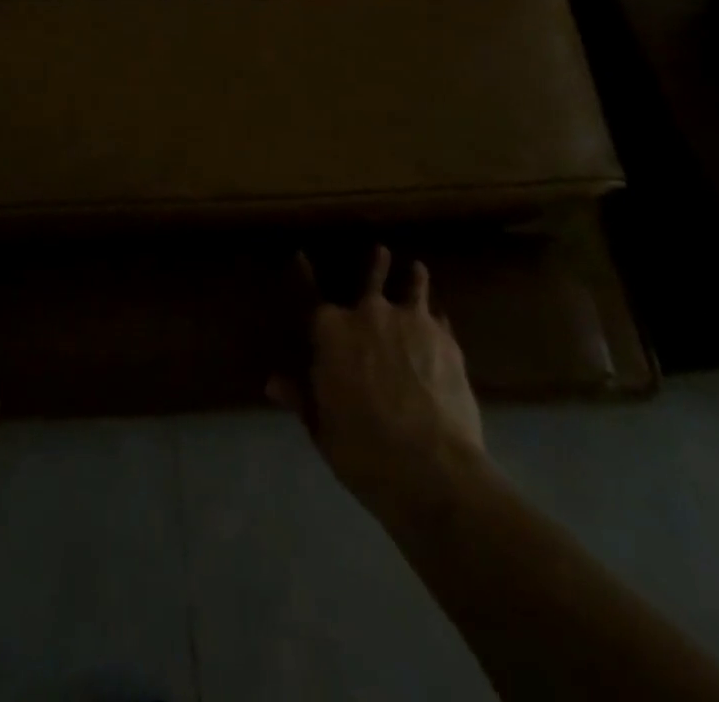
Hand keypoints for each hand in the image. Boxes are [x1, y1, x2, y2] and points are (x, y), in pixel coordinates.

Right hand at [270, 245, 485, 520]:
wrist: (431, 468)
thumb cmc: (362, 449)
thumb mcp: (321, 426)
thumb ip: (300, 397)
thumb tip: (273, 382)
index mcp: (330, 330)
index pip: (309, 292)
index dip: (303, 272)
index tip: (299, 254)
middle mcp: (369, 313)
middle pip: (370, 278)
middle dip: (375, 264)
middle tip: (380, 250)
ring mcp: (411, 322)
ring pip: (413, 287)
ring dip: (413, 278)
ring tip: (417, 268)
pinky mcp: (446, 340)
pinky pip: (439, 318)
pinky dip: (436, 317)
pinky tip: (441, 319)